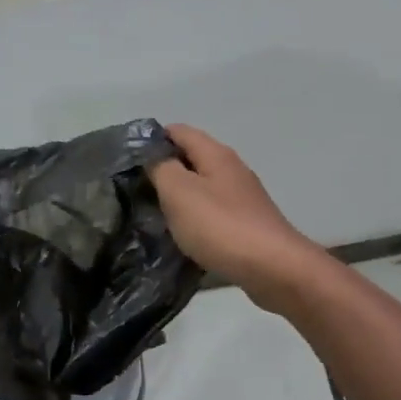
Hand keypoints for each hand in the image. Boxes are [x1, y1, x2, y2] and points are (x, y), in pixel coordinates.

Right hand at [147, 125, 326, 309]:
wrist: (272, 268)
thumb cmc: (221, 226)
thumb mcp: (179, 191)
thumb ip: (161, 168)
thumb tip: (153, 157)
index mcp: (216, 154)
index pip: (179, 131)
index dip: (153, 139)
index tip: (128, 159)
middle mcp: (232, 170)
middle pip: (192, 159)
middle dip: (164, 170)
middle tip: (135, 189)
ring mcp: (243, 198)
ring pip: (203, 187)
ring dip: (180, 197)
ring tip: (153, 213)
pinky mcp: (247, 224)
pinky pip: (213, 213)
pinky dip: (195, 218)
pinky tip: (183, 235)